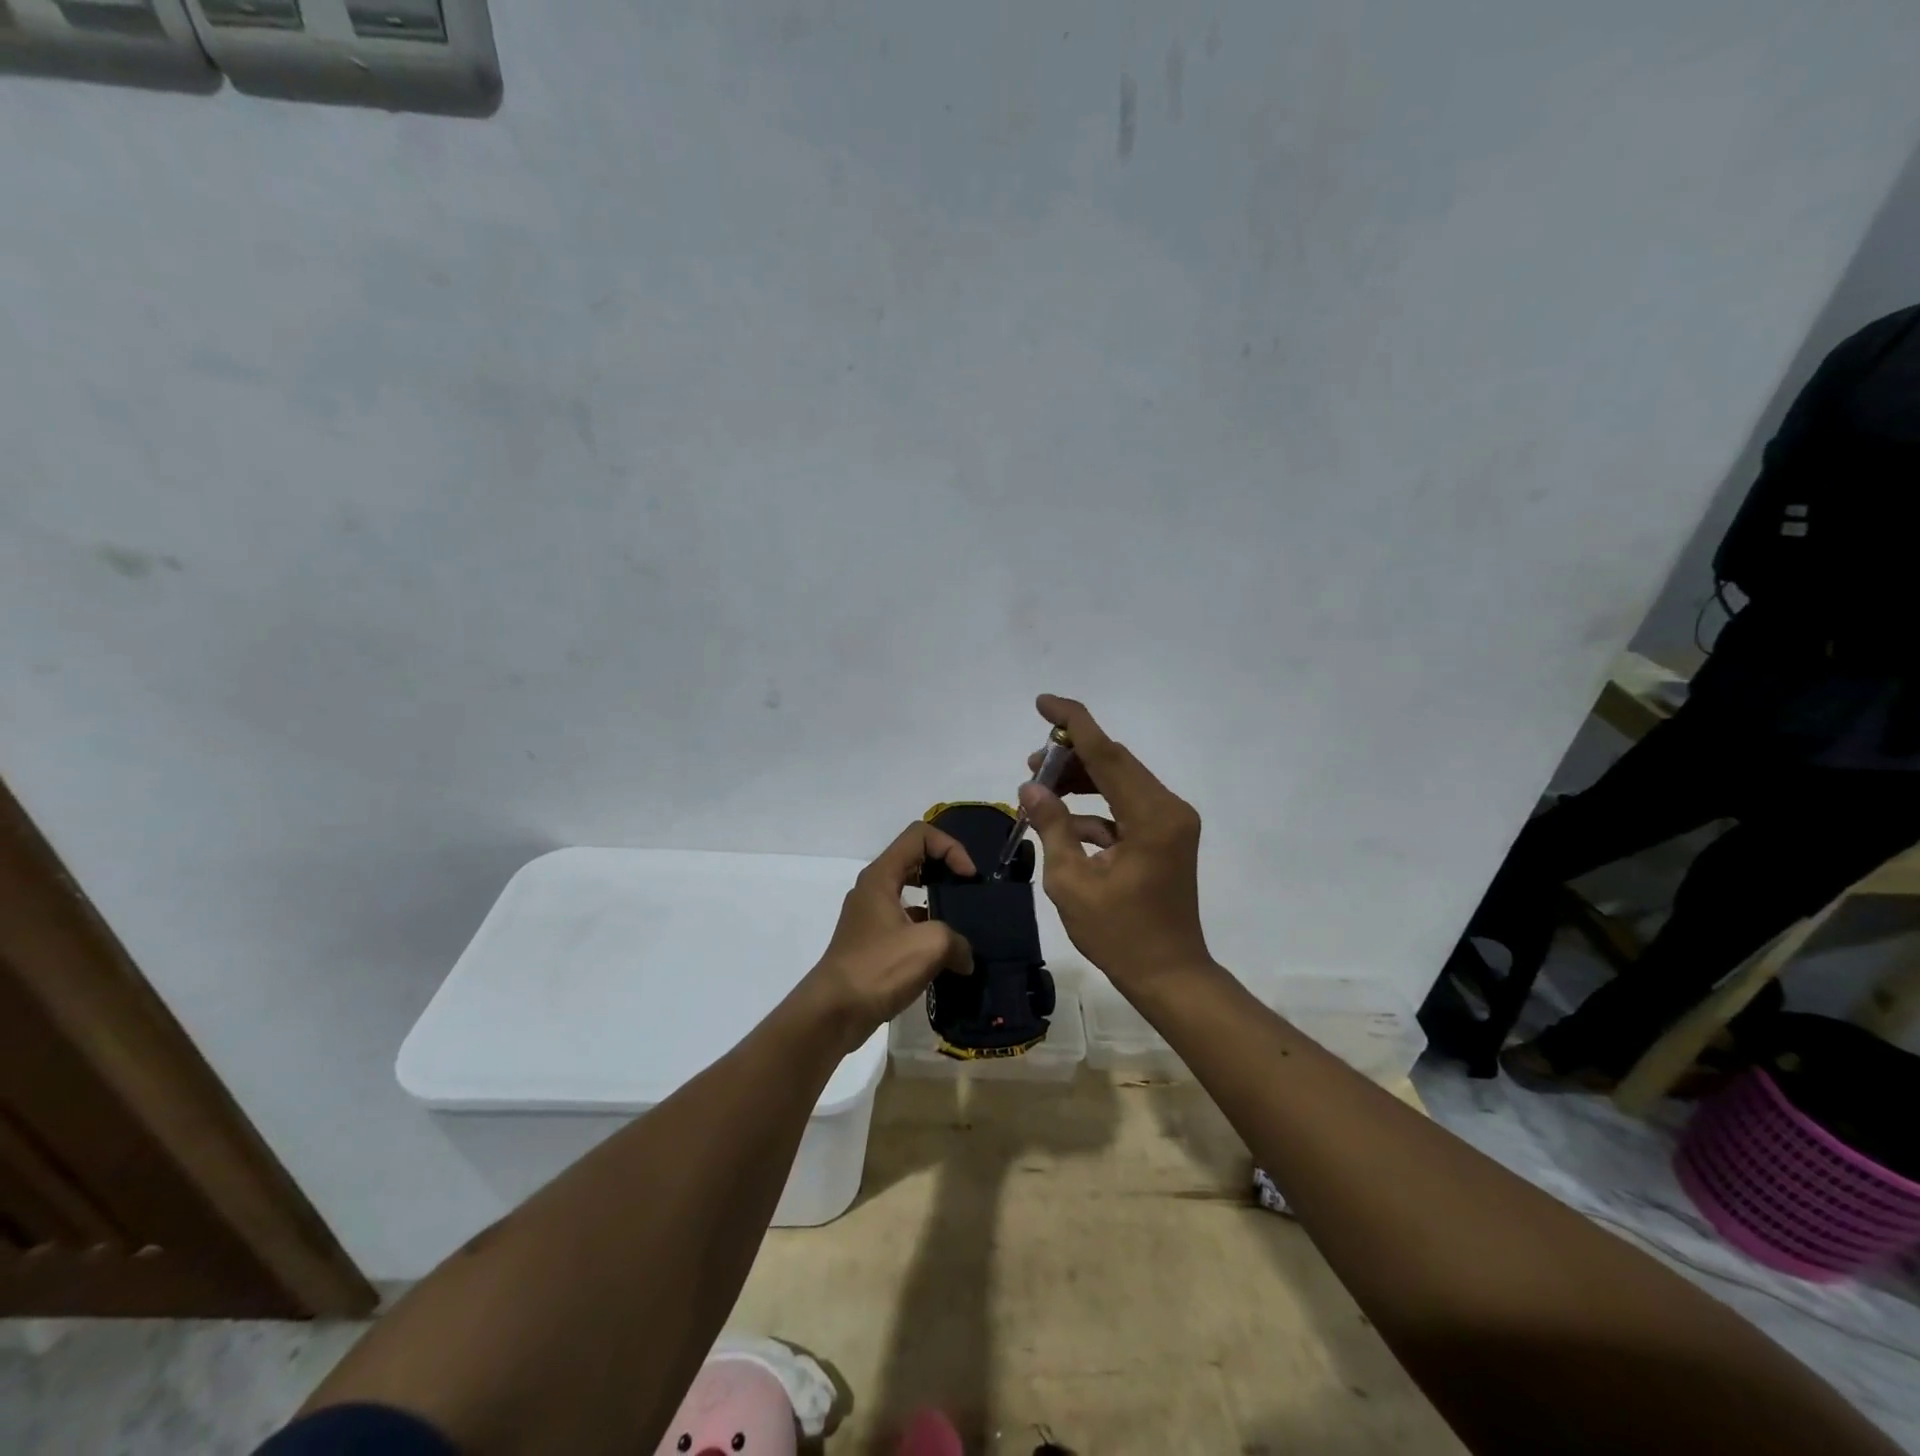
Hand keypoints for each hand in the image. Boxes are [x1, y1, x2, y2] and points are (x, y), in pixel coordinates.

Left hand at [802, 822, 974, 1051]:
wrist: (833, 1013)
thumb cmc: (878, 968)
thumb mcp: (929, 945)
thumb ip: (957, 940)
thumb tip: (964, 957)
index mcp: (881, 876)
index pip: (920, 835)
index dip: (950, 848)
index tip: (968, 877)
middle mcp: (874, 888)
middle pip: (916, 859)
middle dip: (947, 870)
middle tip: (969, 894)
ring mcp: (871, 916)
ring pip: (911, 893)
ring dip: (939, 903)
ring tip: (965, 926)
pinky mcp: (873, 943)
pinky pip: (907, 923)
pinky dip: (929, 931)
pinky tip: (947, 956)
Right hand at [1019, 694, 1212, 990]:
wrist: (1169, 975)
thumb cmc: (1120, 934)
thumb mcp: (1073, 882)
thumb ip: (1052, 827)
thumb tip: (1031, 787)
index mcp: (1151, 816)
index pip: (1108, 753)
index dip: (1074, 723)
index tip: (1043, 702)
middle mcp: (1168, 808)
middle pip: (1115, 763)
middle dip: (1071, 756)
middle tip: (1031, 764)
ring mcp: (1170, 822)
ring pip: (1119, 782)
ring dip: (1081, 780)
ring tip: (1040, 787)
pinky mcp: (1164, 836)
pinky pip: (1124, 808)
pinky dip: (1094, 810)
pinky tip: (1061, 823)